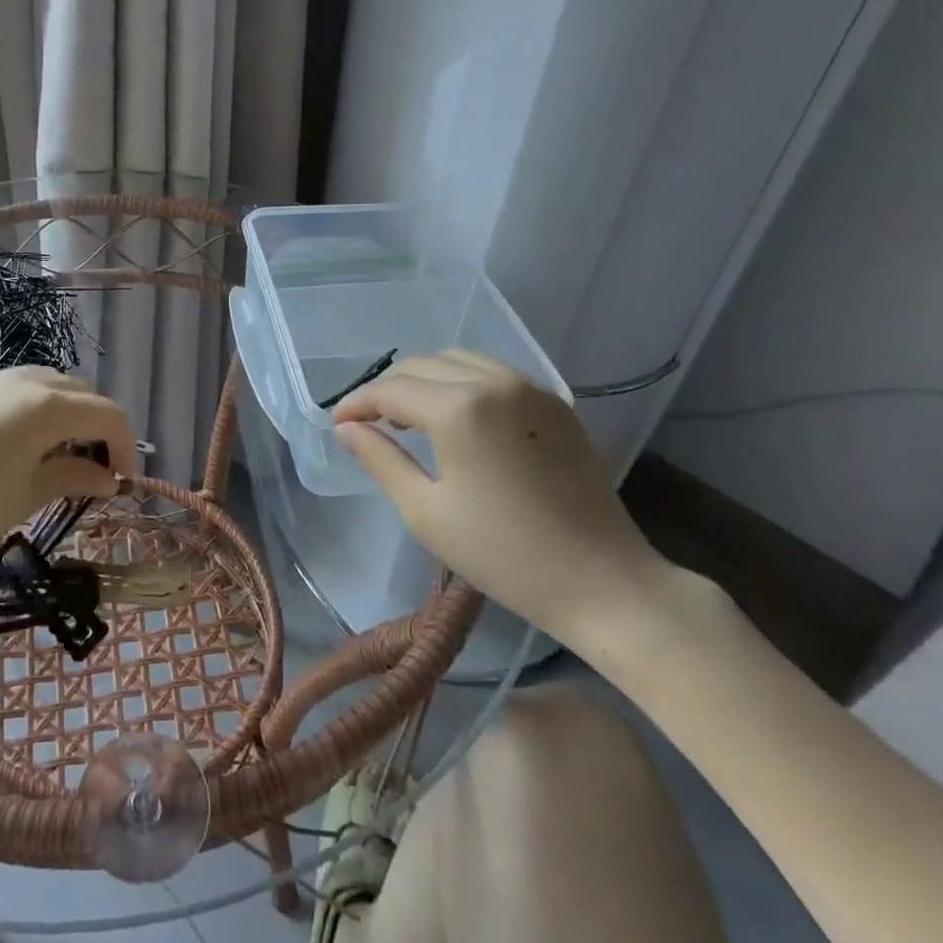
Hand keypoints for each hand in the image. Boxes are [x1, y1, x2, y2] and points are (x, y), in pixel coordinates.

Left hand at [0, 367, 138, 559]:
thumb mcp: (29, 494)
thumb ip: (75, 478)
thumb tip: (110, 480)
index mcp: (50, 406)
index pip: (109, 416)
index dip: (126, 448)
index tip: (123, 484)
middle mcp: (32, 379)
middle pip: (87, 396)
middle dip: (101, 430)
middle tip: (97, 472)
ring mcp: (3, 378)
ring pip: (59, 387)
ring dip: (75, 417)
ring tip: (64, 458)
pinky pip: (31, 387)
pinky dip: (47, 409)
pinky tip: (32, 443)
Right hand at [333, 350, 665, 647]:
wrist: (604, 582)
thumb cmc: (504, 555)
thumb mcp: (426, 512)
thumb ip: (380, 459)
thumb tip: (346, 429)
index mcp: (460, 408)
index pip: (391, 389)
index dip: (357, 403)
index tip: (338, 423)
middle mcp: (494, 382)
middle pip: (421, 365)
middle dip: (387, 388)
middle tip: (367, 422)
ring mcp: (530, 388)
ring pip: (457, 360)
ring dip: (424, 379)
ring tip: (409, 418)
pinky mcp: (555, 402)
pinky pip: (492, 372)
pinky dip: (460, 381)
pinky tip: (455, 417)